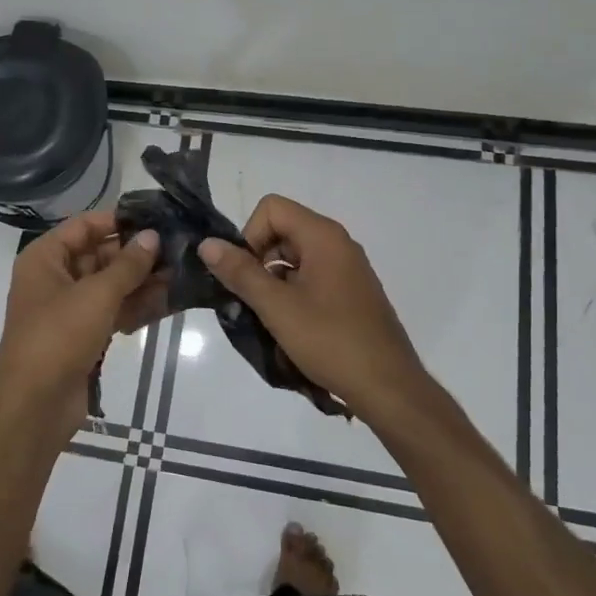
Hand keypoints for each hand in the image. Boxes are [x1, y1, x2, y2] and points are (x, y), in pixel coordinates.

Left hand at [0, 212, 162, 441]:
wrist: (35, 404)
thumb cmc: (58, 336)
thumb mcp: (96, 294)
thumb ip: (128, 264)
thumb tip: (153, 237)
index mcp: (45, 258)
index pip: (84, 226)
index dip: (118, 221)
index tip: (157, 220)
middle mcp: (55, 278)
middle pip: (100, 256)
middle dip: (137, 255)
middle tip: (179, 249)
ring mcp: (69, 309)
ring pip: (111, 286)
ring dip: (143, 282)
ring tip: (183, 274)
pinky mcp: (83, 336)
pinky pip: (113, 312)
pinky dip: (137, 307)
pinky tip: (170, 302)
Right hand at [199, 196, 431, 424]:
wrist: (388, 387)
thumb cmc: (331, 341)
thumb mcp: (277, 307)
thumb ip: (240, 272)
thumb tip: (207, 243)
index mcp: (324, 236)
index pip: (272, 208)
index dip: (250, 236)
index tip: (246, 275)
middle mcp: (338, 244)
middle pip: (282, 230)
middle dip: (258, 260)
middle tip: (251, 300)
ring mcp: (347, 269)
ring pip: (294, 258)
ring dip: (273, 282)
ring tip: (268, 318)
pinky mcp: (350, 293)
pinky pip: (310, 278)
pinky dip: (292, 294)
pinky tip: (289, 328)